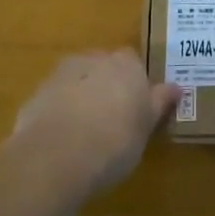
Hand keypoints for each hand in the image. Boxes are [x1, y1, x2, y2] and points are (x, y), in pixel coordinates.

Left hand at [9, 51, 179, 197]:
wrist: (56, 156)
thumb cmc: (114, 142)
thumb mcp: (146, 128)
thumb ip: (159, 103)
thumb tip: (176, 87)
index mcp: (127, 65)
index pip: (135, 64)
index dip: (135, 84)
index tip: (136, 108)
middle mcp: (96, 59)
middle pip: (105, 67)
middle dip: (107, 85)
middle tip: (112, 118)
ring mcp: (63, 73)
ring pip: (79, 79)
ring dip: (82, 96)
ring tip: (84, 131)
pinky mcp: (38, 92)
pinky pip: (56, 97)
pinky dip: (60, 110)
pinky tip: (62, 138)